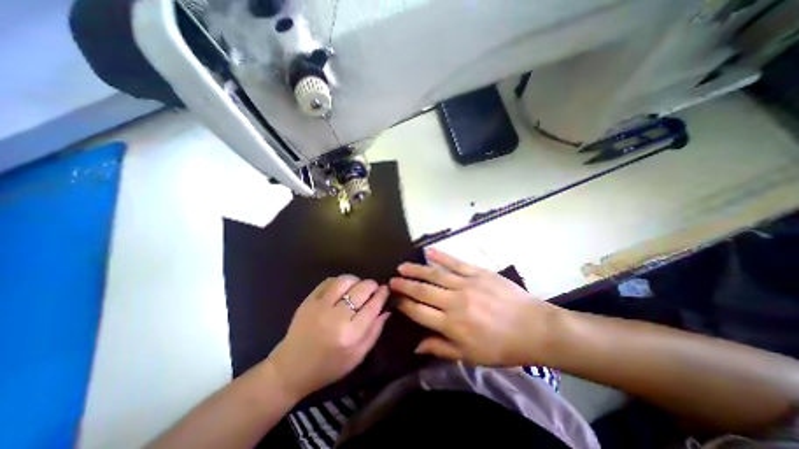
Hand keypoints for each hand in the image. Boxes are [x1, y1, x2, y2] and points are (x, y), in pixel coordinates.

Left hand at [267, 276, 391, 397]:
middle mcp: (337, 318)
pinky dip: (340, 281)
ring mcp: (320, 307)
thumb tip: (387, 309)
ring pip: (345, 281)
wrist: (290, 369)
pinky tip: (342, 288)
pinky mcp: (309, 301)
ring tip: (358, 286)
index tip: (386, 289)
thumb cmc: (328, 367)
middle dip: (372, 285)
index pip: (373, 306)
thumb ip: (375, 332)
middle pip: (361, 290)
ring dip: (357, 280)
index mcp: (350, 335)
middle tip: (374, 287)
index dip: (382, 294)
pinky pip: (329, 281)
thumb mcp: (357, 356)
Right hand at [388, 249, 557, 366]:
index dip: (405, 305)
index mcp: (452, 325)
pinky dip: (441, 256)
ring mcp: (466, 284)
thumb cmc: (502, 347)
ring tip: (402, 266)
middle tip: (391, 280)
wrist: (533, 328)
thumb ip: (441, 348)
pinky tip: (428, 251)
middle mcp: (454, 302)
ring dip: (416, 269)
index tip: (394, 299)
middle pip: (423, 291)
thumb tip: (416, 346)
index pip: (419, 312)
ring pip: (435, 274)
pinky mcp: (478, 272)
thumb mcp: (471, 356)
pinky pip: (455, 262)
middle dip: (405, 285)